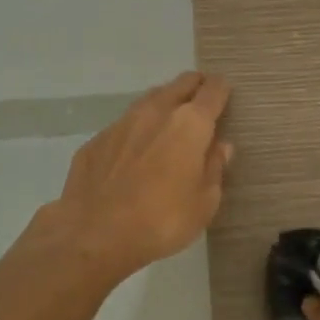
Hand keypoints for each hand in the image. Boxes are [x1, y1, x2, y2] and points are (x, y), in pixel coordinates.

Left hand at [36, 71, 232, 285]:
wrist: (94, 235)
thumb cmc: (162, 221)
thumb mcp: (204, 203)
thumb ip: (214, 168)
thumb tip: (220, 147)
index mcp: (190, 124)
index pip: (212, 91)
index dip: (222, 89)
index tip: (225, 92)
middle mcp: (157, 112)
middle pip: (181, 84)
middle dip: (194, 86)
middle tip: (201, 99)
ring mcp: (122, 123)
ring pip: (151, 99)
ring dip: (165, 103)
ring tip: (170, 119)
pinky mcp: (97, 139)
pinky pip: (125, 125)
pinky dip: (137, 129)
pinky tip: (136, 149)